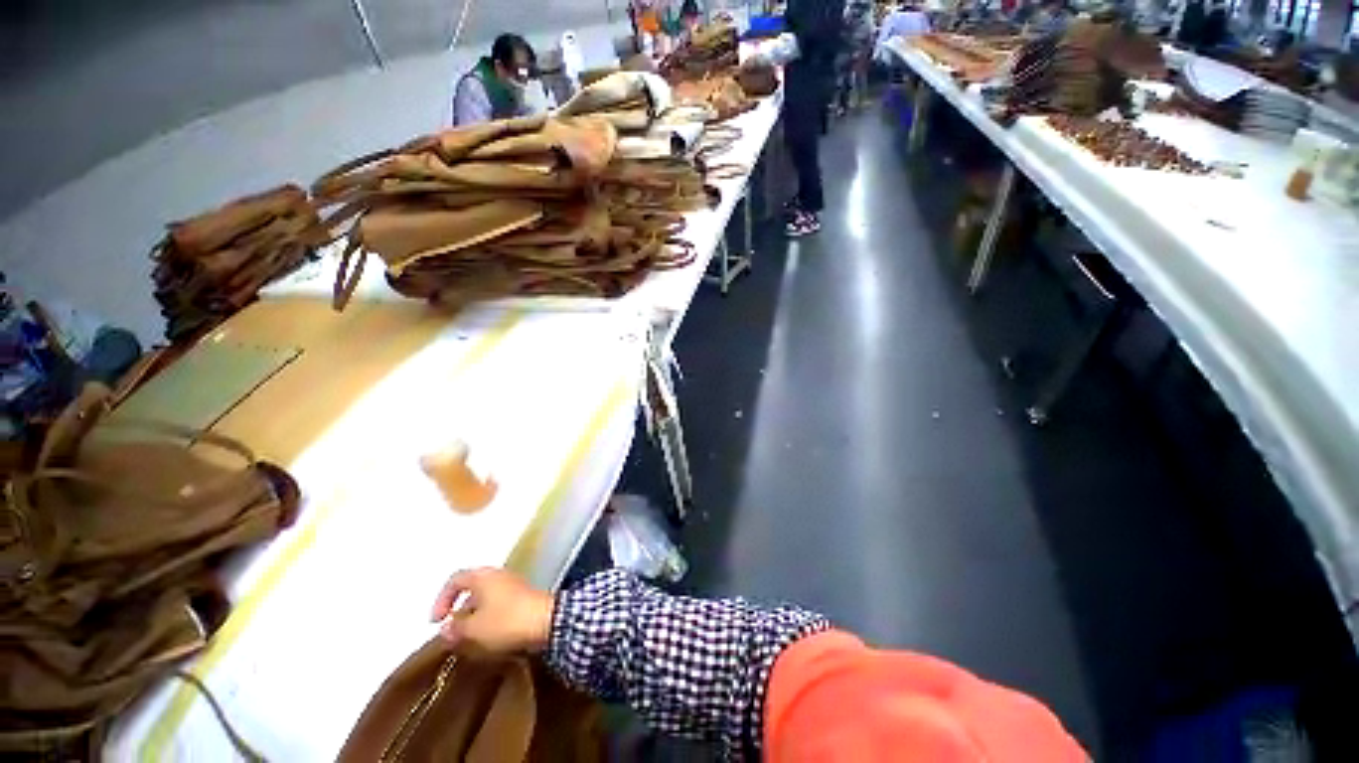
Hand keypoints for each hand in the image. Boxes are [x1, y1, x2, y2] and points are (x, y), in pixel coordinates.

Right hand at [429, 567, 554, 655]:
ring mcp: (512, 585)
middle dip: (459, 612)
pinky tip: (487, 637)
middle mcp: (497, 575)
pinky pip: (499, 605)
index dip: (442, 600)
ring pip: (485, 599)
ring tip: (468, 640)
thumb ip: (455, 628)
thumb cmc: (506, 620)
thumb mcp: (474, 628)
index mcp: (483, 576)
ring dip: (474, 618)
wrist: (546, 621)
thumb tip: (446, 628)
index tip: (437, 621)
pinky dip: (489, 618)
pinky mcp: (523, 597)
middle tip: (453, 633)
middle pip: (471, 589)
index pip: (455, 580)